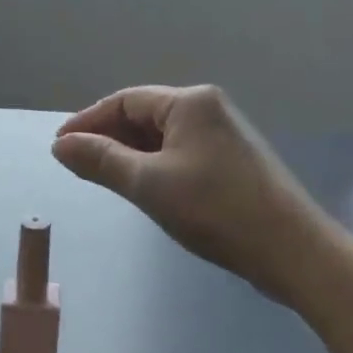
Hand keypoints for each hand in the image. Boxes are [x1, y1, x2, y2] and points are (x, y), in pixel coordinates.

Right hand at [52, 85, 333, 300]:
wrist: (293, 251)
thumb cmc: (216, 210)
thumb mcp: (149, 184)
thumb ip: (101, 160)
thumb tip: (61, 145)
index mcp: (189, 103)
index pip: (124, 101)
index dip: (88, 121)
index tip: (59, 147)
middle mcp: (207, 108)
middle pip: (143, 115)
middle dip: (107, 138)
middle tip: (76, 165)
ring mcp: (223, 135)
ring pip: (161, 137)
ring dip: (129, 154)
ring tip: (101, 177)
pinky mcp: (232, 161)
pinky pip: (179, 153)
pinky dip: (153, 166)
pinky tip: (141, 187)